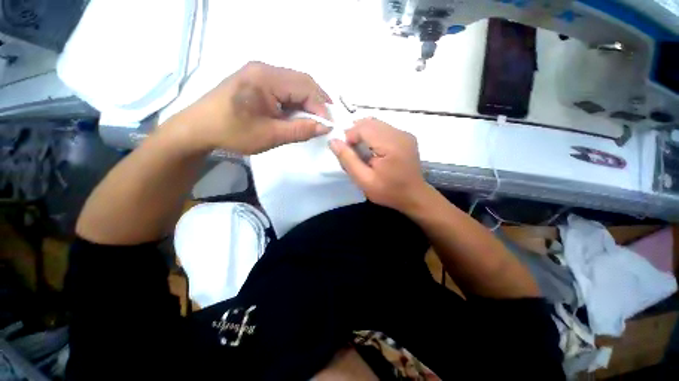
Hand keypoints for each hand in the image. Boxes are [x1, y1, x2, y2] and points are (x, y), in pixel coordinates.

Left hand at [178, 61, 331, 154]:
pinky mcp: (256, 79)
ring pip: (295, 82)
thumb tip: (324, 127)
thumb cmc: (233, 132)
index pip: (305, 88)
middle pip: (302, 80)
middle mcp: (264, 68)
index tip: (328, 126)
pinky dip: (296, 99)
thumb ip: (300, 130)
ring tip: (316, 116)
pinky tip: (299, 111)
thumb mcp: (271, 135)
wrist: (199, 128)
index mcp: (266, 78)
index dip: (320, 107)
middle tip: (325, 119)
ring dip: (308, 99)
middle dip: (317, 100)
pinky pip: (284, 86)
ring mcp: (259, 71)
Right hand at [329, 118, 430, 213]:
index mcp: (390, 144)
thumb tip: (333, 141)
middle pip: (370, 122)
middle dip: (356, 134)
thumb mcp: (364, 180)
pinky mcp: (406, 136)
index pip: (363, 127)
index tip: (348, 152)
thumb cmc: (388, 191)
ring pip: (376, 124)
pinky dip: (374, 136)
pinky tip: (373, 150)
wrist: (414, 196)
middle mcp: (400, 133)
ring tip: (362, 152)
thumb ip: (348, 160)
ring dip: (364, 134)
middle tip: (353, 152)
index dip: (350, 136)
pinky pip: (384, 128)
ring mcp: (405, 134)